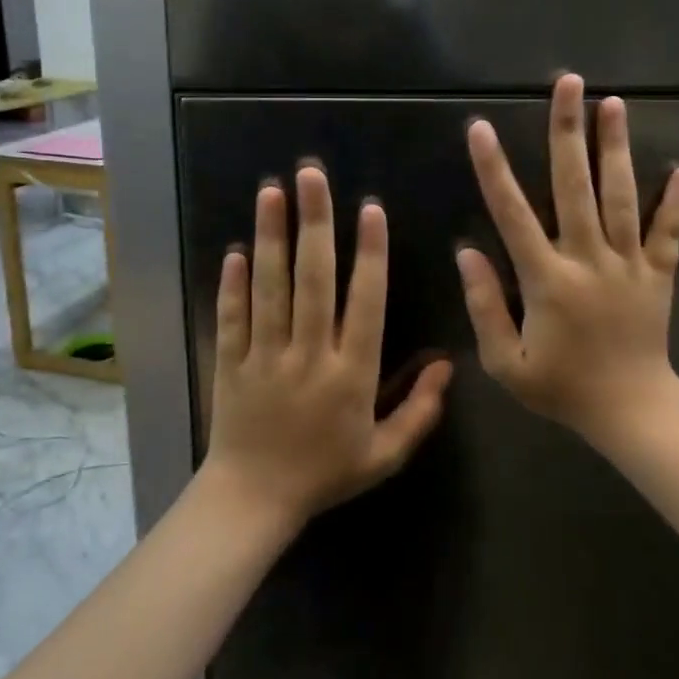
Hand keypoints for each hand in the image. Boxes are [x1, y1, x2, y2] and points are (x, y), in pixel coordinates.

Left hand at [203, 164, 453, 528]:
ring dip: (271, 237)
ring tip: (272, 193)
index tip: (370, 209)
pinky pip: (232, 317)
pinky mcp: (231, 363)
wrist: (254, 501)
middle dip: (315, 224)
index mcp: (350, 375)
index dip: (369, 254)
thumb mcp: (385, 454)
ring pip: (270, 288)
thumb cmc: (326, 474)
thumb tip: (447, 364)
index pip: (364, 303)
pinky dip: (233, 283)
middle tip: (311, 176)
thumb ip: (420, 410)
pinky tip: (237, 249)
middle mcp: (308, 356)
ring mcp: (264, 356)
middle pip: (313, 280)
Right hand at [458, 73, 678, 442]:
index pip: (513, 214)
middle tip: (568, 84)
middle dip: (568, 132)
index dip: (494, 170)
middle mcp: (589, 260)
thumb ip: (483, 305)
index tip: (481, 128)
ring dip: (616, 149)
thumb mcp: (505, 362)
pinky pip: (669, 234)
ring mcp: (629, 264)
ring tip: (613, 104)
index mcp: (547, 280)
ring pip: (622, 197)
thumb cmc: (562, 388)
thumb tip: (466, 251)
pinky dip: (676, 203)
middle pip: (576, 187)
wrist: (632, 412)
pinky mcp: (660, 275)